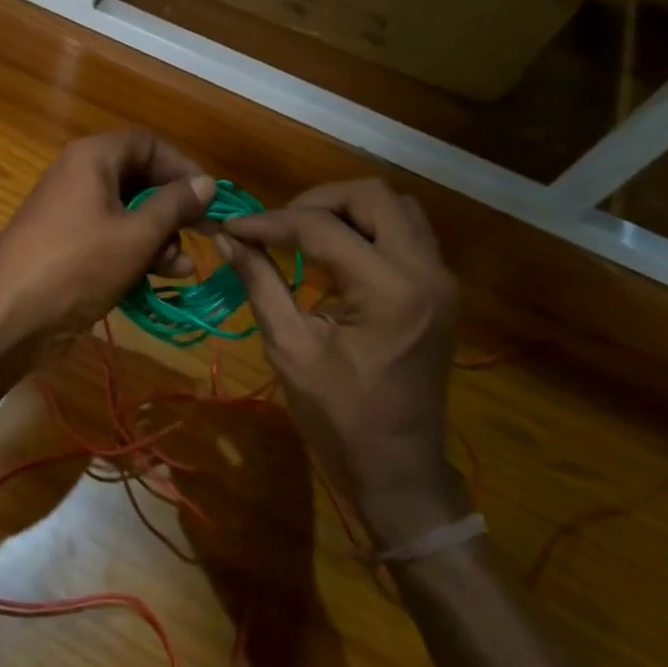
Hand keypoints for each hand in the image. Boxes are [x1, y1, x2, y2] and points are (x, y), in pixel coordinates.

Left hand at [0, 130, 217, 349]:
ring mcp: (71, 212)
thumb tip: (206, 182)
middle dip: (173, 208)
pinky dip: (135, 252)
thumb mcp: (136, 234)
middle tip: (203, 233)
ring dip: (159, 236)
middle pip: (139, 178)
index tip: (210, 196)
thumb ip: (175, 205)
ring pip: (127, 212)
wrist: (9, 316)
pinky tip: (160, 277)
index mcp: (92, 158)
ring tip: (180, 267)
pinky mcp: (67, 245)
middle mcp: (79, 176)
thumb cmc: (77, 265)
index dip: (182, 167)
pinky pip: (110, 237)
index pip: (148, 144)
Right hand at [215, 179, 468, 548]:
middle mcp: (426, 272)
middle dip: (317, 200)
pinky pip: (405, 232)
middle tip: (277, 224)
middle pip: (374, 195)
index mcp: (389, 291)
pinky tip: (332, 252)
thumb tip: (227, 239)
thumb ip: (260, 283)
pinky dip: (367, 227)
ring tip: (303, 232)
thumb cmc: (340, 419)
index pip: (323, 228)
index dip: (271, 222)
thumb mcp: (290, 349)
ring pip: (397, 206)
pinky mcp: (439, 290)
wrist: (400, 471)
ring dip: (346, 209)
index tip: (232, 226)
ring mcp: (440, 279)